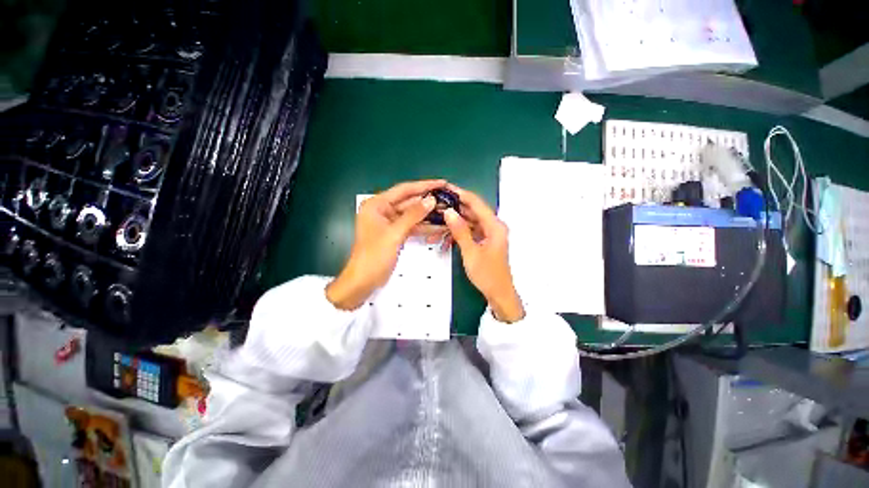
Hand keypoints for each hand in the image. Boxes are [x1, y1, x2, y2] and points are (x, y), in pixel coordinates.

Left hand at [326, 180, 444, 309]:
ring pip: (412, 215)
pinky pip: (411, 226)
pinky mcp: (395, 233)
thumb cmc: (374, 255)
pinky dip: (423, 227)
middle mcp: (383, 210)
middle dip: (428, 201)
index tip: (442, 183)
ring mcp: (389, 222)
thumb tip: (431, 200)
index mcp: (377, 204)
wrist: (364, 280)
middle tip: (448, 199)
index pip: (404, 190)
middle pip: (409, 202)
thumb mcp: (394, 233)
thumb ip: (413, 215)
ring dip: (428, 215)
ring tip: (447, 211)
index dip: (424, 185)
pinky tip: (438, 226)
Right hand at [443, 184, 524, 322]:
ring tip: (435, 223)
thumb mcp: (471, 252)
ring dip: (453, 224)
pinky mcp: (484, 241)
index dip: (460, 194)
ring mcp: (489, 234)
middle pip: (472, 211)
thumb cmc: (487, 275)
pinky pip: (470, 232)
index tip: (445, 187)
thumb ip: (460, 231)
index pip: (476, 203)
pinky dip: (458, 234)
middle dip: (453, 209)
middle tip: (435, 206)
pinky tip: (444, 239)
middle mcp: (493, 226)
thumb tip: (449, 211)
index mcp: (494, 226)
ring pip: (469, 222)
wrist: (499, 294)